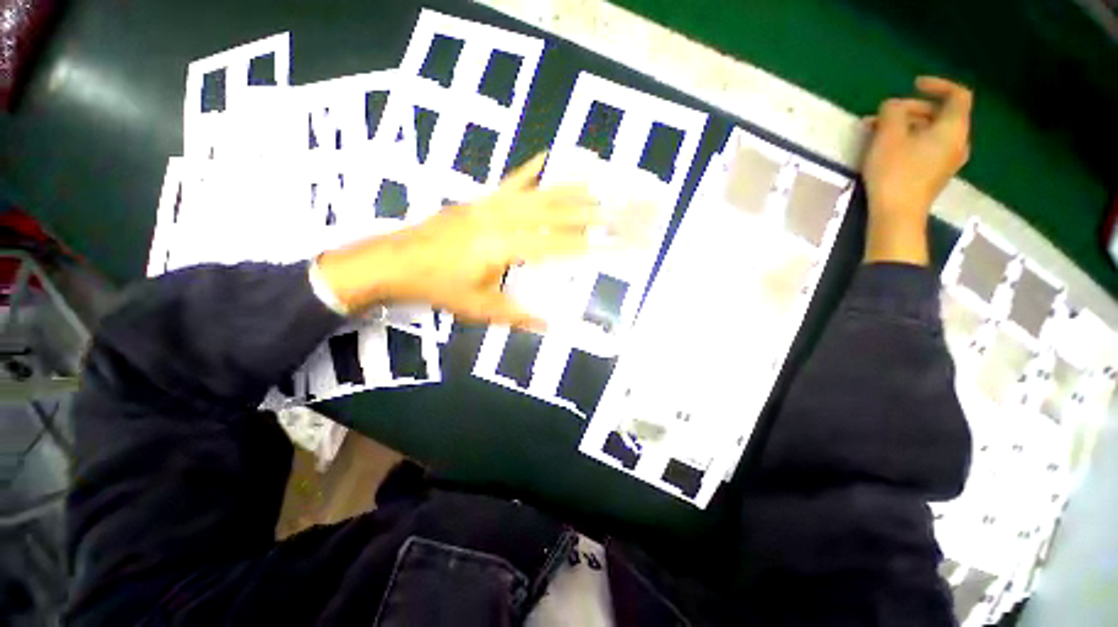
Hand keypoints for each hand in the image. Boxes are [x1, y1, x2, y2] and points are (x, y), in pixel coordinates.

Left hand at [316, 152, 599, 329]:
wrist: (396, 261)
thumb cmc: (439, 287)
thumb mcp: (479, 308)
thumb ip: (517, 315)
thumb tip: (549, 324)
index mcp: (507, 247)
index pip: (559, 246)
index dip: (591, 245)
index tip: (616, 242)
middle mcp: (504, 220)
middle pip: (556, 214)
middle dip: (590, 212)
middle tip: (617, 206)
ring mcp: (491, 205)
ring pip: (539, 194)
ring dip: (570, 189)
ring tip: (597, 184)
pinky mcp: (480, 200)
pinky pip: (511, 182)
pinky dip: (531, 170)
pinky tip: (547, 156)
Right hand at [862, 76, 972, 264]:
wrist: (897, 215)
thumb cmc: (895, 172)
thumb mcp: (888, 136)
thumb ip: (892, 111)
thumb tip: (893, 105)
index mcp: (953, 128)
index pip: (957, 94)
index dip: (937, 84)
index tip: (913, 85)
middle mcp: (958, 142)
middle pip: (940, 114)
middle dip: (911, 109)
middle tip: (882, 115)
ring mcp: (948, 160)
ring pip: (930, 132)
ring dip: (905, 126)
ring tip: (878, 133)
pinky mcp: (935, 174)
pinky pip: (926, 147)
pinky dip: (909, 141)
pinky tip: (887, 148)